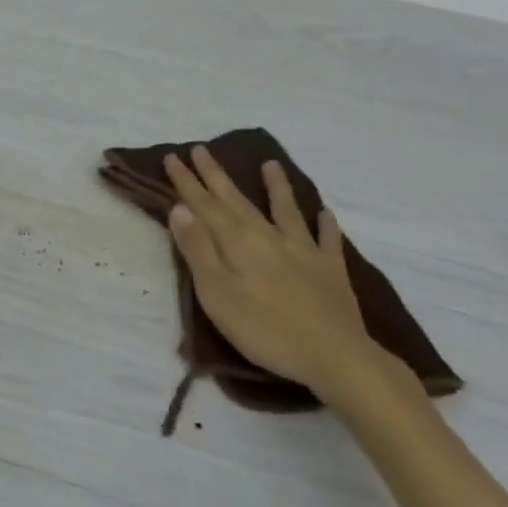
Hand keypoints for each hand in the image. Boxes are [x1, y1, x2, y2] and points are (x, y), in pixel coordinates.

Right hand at [163, 147, 382, 400]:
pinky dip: (325, 224)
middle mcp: (268, 236)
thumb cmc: (264, 329)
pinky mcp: (330, 270)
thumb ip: (198, 249)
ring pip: (285, 210)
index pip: (204, 205)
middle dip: (216, 175)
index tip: (172, 157)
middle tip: (201, 149)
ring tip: (270, 164)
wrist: (335, 356)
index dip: (187, 182)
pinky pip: (327, 239)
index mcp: (237, 242)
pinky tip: (325, 213)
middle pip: (237, 200)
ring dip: (275, 186)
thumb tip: (179, 208)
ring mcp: (304, 250)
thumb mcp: (217, 293)